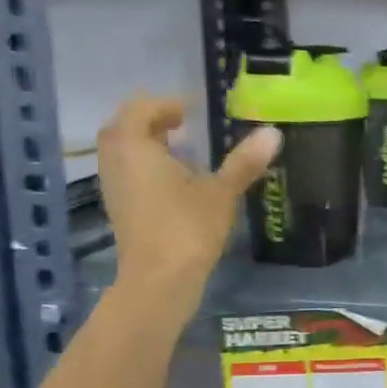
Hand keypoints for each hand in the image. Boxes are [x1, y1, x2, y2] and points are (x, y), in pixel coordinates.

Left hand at [97, 97, 279, 308]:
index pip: (140, 109)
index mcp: (134, 146)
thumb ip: (244, 161)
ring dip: (148, 147)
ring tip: (184, 154)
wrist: (159, 282)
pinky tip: (177, 185)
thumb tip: (273, 133)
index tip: (191, 112)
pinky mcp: (120, 211)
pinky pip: (128, 176)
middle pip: (125, 129)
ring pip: (124, 154)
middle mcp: (115, 162)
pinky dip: (147, 170)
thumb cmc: (187, 228)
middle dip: (152, 123)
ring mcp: (113, 188)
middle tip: (184, 127)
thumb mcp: (221, 192)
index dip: (164, 105)